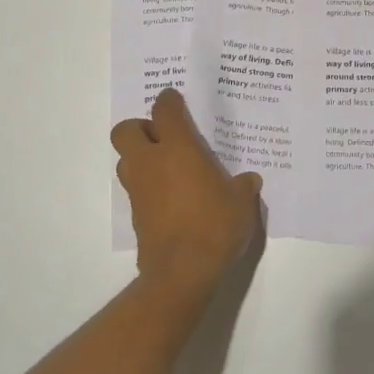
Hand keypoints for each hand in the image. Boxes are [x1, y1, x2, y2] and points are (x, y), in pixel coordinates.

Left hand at [112, 89, 262, 303]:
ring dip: (140, 157)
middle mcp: (151, 162)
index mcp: (178, 149)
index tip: (176, 100)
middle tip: (164, 138)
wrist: (182, 272)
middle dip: (141, 128)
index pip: (164, 110)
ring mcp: (138, 189)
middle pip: (126, 130)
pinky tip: (170, 198)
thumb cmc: (214, 226)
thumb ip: (243, 186)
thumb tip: (248, 180)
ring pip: (125, 159)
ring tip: (167, 168)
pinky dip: (147, 186)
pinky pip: (135, 188)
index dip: (169, 100)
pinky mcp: (135, 214)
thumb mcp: (241, 203)